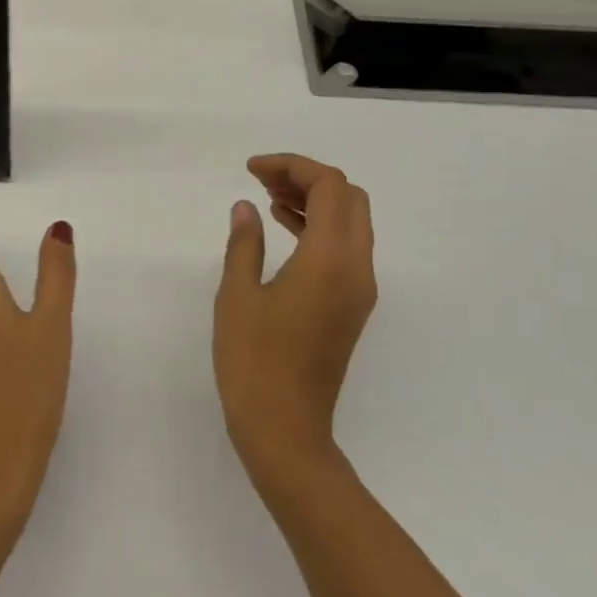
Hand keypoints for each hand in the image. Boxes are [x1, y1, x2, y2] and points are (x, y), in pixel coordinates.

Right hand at [214, 154, 377, 480]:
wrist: (286, 430)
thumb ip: (244, 243)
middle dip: (307, 178)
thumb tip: (245, 209)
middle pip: (349, 197)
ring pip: (351, 222)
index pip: (329, 186)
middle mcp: (357, 268)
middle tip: (262, 181)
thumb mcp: (237, 295)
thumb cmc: (254, 361)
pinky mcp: (352, 307)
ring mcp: (359, 290)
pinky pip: (346, 248)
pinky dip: (319, 227)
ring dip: (315, 201)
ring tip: (267, 198)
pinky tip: (283, 229)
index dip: (292, 166)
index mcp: (330, 259)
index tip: (252, 170)